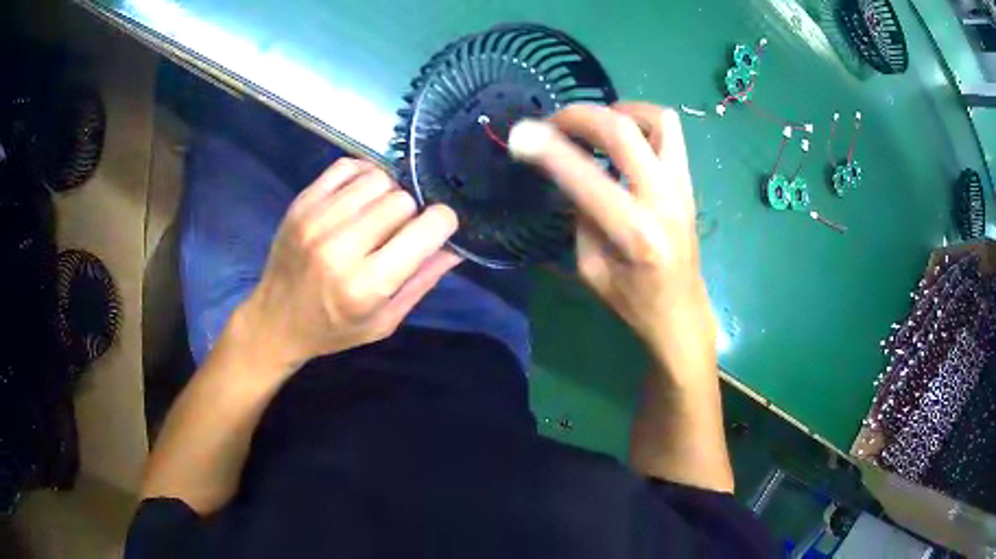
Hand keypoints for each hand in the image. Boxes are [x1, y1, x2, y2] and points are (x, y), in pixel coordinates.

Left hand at [237, 159, 460, 373]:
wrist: (275, 321)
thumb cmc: (333, 329)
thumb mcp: (384, 321)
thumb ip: (422, 281)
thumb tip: (455, 246)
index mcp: (366, 285)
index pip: (425, 229)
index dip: (442, 224)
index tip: (437, 229)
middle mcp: (340, 247)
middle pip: (402, 199)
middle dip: (410, 213)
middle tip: (398, 231)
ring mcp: (316, 220)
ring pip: (377, 178)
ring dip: (386, 193)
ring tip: (376, 214)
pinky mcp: (301, 203)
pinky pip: (347, 166)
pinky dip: (362, 175)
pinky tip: (359, 196)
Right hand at [509, 103, 715, 382]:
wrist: (681, 312)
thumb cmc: (632, 300)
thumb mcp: (591, 266)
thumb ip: (581, 214)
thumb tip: (570, 170)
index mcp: (635, 234)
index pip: (585, 176)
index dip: (548, 148)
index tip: (519, 133)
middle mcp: (663, 200)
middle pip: (623, 130)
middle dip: (579, 116)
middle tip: (554, 123)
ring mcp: (682, 185)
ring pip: (657, 119)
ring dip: (619, 110)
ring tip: (594, 124)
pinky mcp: (688, 180)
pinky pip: (669, 131)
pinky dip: (641, 120)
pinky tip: (622, 136)